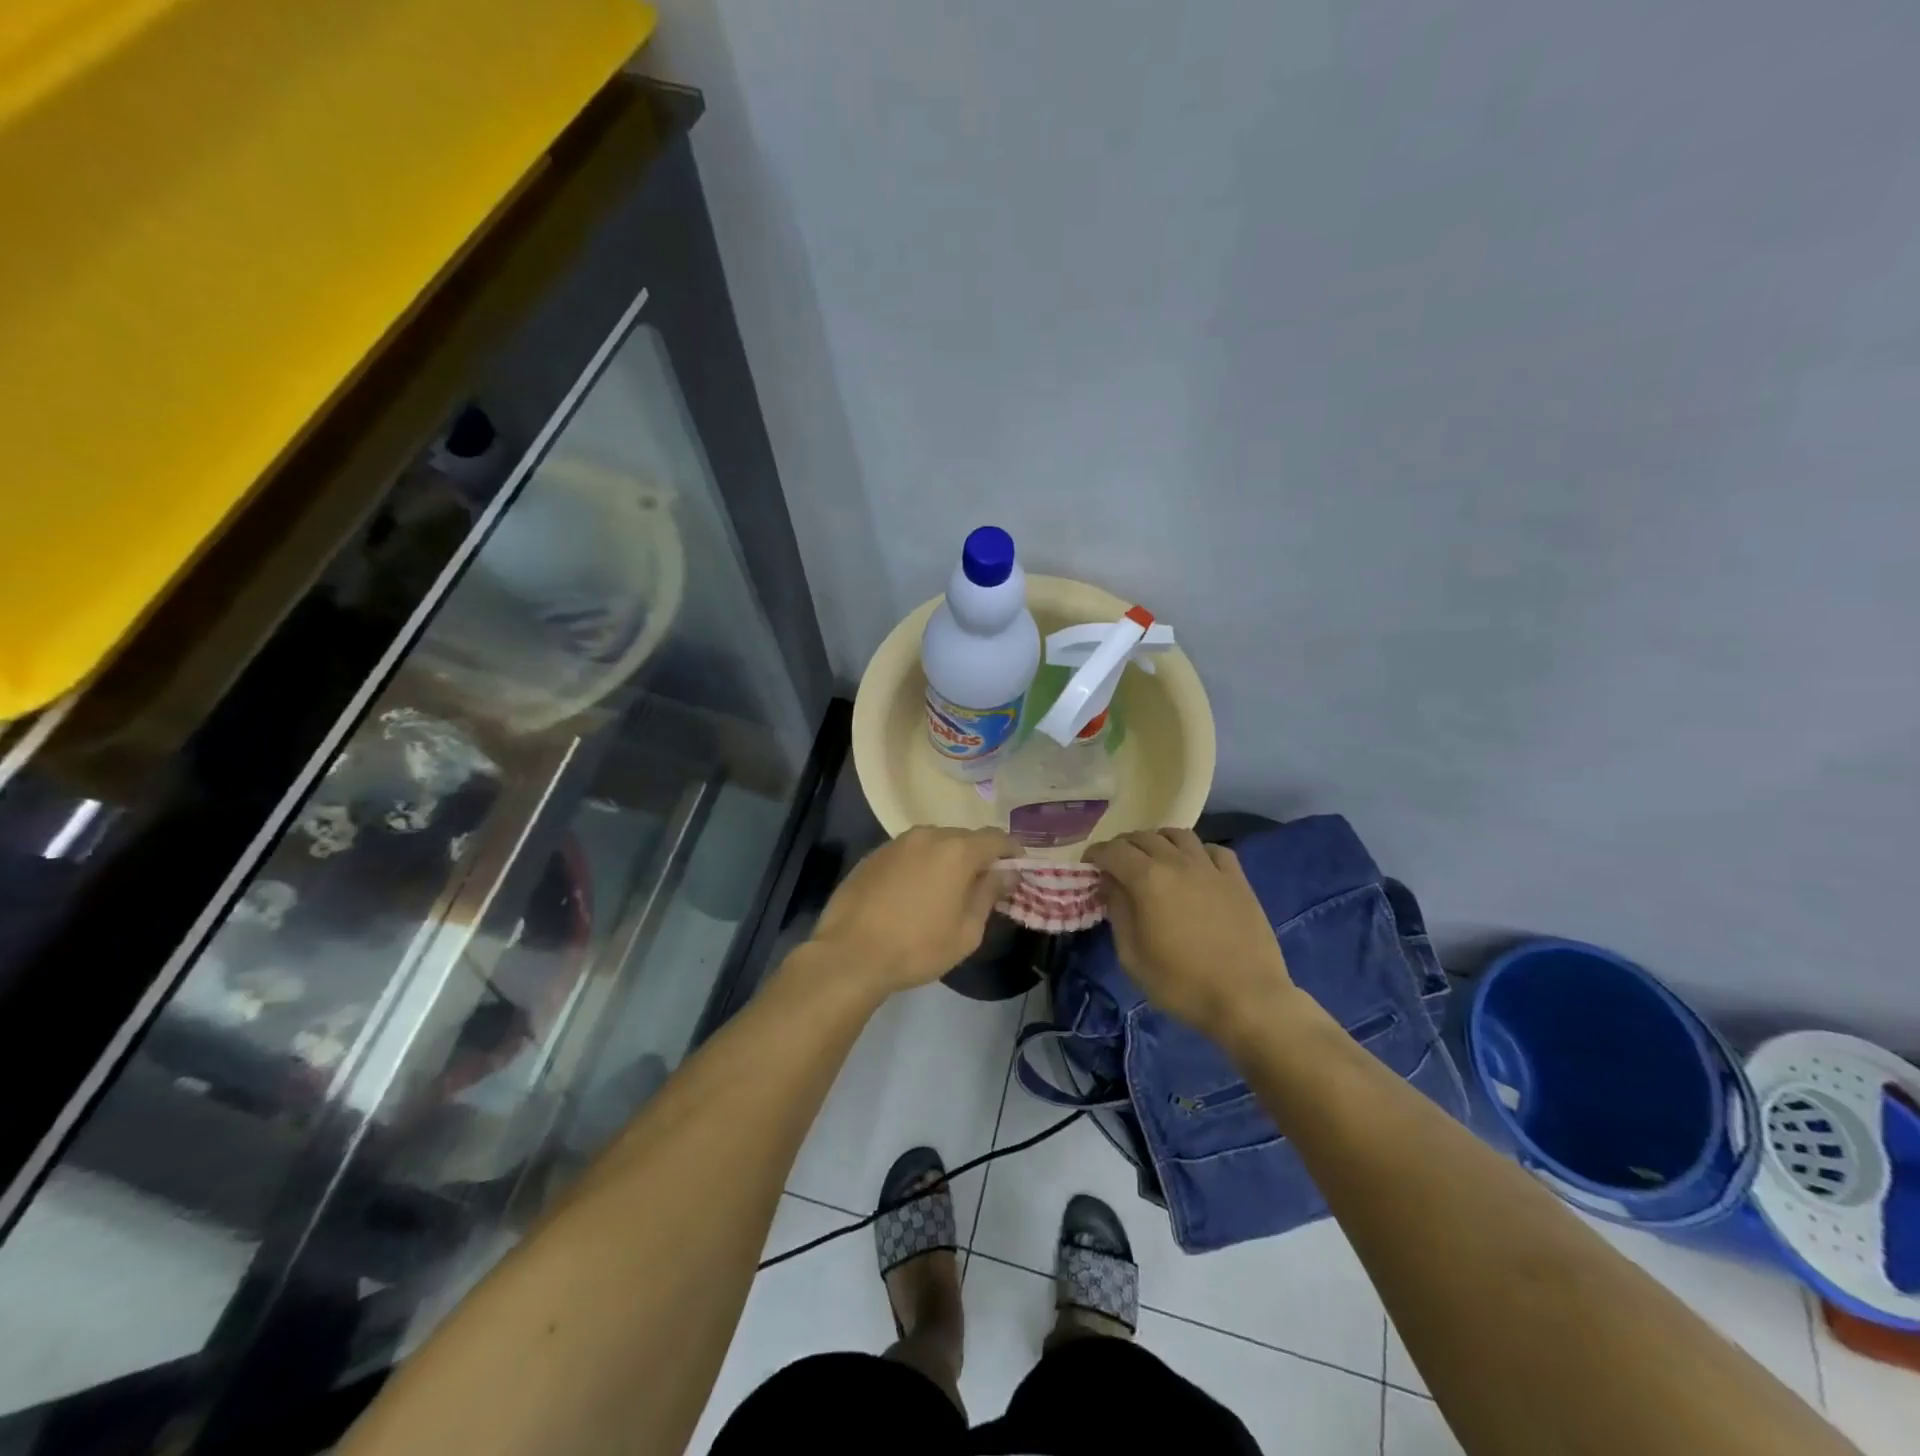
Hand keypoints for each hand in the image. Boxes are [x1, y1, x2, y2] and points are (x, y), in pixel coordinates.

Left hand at [807, 826, 1017, 993]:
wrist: (849, 954)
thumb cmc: (917, 947)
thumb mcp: (966, 930)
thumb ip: (989, 894)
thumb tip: (1007, 873)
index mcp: (956, 850)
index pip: (996, 838)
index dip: (1012, 851)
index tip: (1018, 867)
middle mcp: (928, 835)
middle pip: (964, 837)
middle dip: (978, 856)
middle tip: (983, 884)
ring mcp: (896, 843)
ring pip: (934, 843)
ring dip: (947, 859)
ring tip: (947, 889)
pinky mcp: (873, 855)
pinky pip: (908, 853)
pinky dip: (920, 865)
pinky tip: (914, 892)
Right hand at [1085, 828, 1297, 1042]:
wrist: (1247, 999)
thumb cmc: (1181, 983)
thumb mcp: (1132, 956)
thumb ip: (1118, 912)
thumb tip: (1110, 884)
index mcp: (1147, 879)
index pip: (1113, 850)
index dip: (1096, 854)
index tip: (1088, 865)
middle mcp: (1177, 863)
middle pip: (1143, 837)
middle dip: (1123, 846)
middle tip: (1116, 864)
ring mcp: (1211, 868)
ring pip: (1178, 835)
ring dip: (1158, 841)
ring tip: (1153, 859)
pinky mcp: (1237, 879)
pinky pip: (1213, 850)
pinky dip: (1196, 851)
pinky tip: (1194, 867)